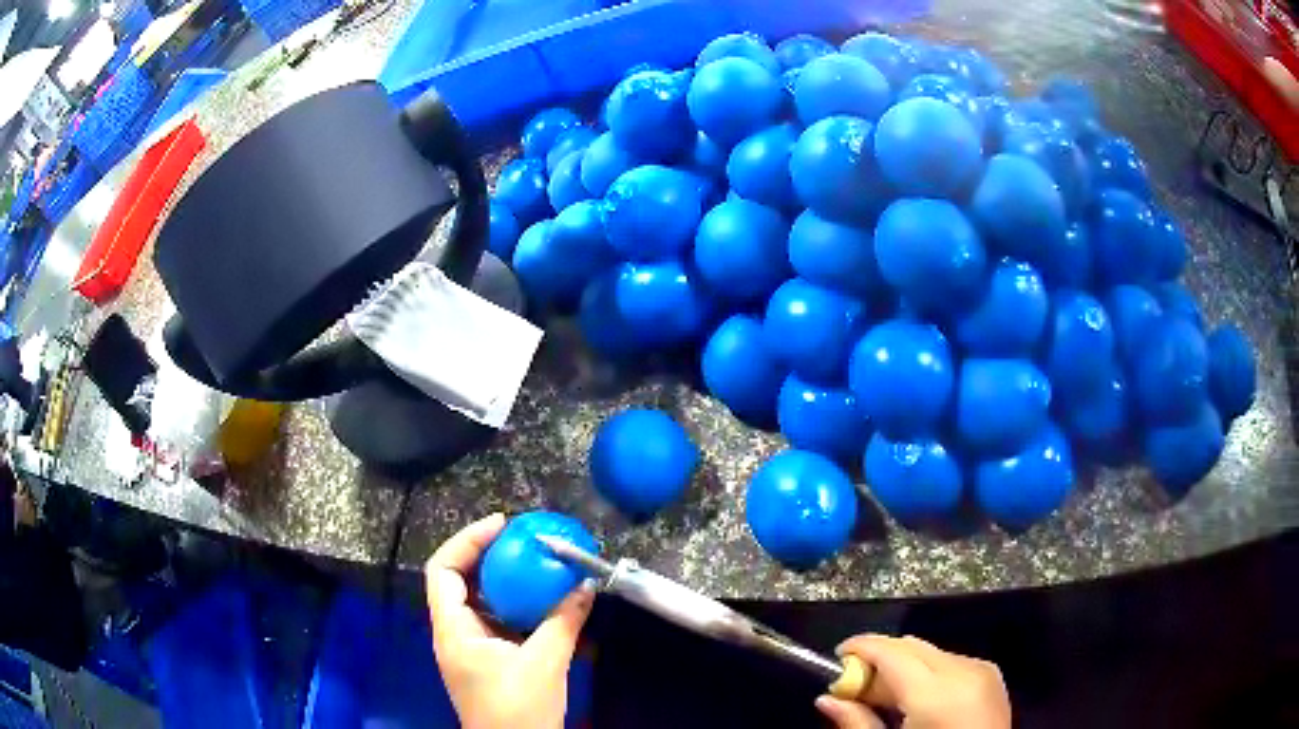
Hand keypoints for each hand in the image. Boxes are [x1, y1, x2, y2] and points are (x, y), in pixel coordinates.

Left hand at [425, 513, 594, 728]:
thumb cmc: (520, 710)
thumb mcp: (546, 664)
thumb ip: (563, 621)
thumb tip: (584, 585)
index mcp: (453, 631)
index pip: (443, 570)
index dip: (467, 541)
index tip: (502, 526)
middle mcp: (452, 634)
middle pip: (454, 581)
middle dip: (484, 555)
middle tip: (519, 539)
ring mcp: (465, 649)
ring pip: (472, 601)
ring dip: (497, 580)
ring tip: (528, 563)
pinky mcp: (482, 661)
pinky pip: (489, 621)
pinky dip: (508, 605)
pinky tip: (535, 602)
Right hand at [816, 634, 1010, 728]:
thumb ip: (857, 723)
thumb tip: (826, 701)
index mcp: (935, 692)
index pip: (891, 651)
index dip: (861, 647)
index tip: (838, 657)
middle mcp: (962, 670)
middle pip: (910, 646)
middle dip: (880, 659)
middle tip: (855, 688)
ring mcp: (982, 670)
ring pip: (931, 653)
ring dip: (903, 667)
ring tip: (887, 700)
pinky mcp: (991, 676)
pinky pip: (951, 662)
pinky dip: (927, 674)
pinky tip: (918, 702)